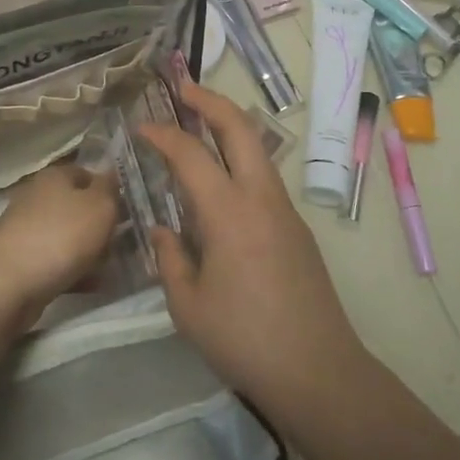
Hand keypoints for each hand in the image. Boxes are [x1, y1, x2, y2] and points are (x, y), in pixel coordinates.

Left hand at [0, 163, 118, 312]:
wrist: (8, 284)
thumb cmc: (61, 236)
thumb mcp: (100, 206)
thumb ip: (111, 189)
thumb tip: (111, 176)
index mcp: (55, 176)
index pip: (88, 173)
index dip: (110, 191)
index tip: (127, 212)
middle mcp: (37, 196)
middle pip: (78, 206)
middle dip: (101, 225)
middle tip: (122, 242)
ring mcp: (26, 229)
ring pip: (68, 235)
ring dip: (89, 251)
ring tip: (109, 268)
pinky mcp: (20, 259)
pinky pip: (56, 261)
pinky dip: (73, 271)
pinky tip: (90, 286)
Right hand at [139, 82, 365, 411]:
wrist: (318, 369)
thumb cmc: (245, 340)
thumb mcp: (189, 307)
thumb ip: (170, 259)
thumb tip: (164, 230)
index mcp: (229, 213)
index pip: (191, 155)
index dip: (163, 135)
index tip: (141, 127)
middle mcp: (261, 198)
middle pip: (240, 129)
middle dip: (211, 102)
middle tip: (184, 90)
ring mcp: (285, 210)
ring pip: (258, 150)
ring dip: (230, 129)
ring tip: (200, 127)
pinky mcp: (297, 229)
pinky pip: (264, 178)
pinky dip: (240, 161)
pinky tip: (221, 185)